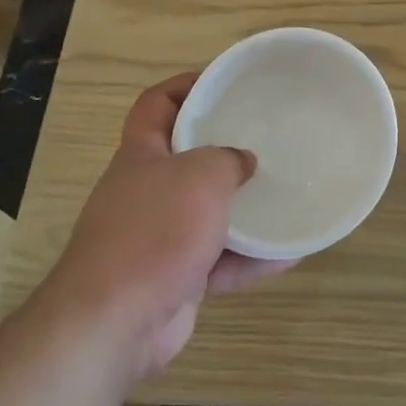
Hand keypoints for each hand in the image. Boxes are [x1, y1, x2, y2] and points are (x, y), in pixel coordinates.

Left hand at [48, 73, 294, 378]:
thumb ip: (228, 160)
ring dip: (244, 210)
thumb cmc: (155, 230)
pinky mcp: (173, 280)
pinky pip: (220, 261)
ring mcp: (157, 239)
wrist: (114, 322)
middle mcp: (145, 193)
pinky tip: (290, 253)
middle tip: (266, 140)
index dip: (184, 86)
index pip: (155, 105)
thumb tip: (243, 162)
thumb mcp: (201, 175)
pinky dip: (251, 258)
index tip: (224, 83)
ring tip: (284, 195)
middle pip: (184, 159)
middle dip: (223, 150)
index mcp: (141, 156)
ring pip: (206, 214)